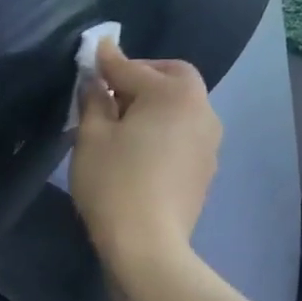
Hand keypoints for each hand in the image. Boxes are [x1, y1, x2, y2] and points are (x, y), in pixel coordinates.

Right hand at [71, 40, 221, 281]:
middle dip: (142, 77)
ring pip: (180, 107)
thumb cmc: (114, 183)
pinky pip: (183, 133)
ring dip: (154, 104)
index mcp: (174, 94)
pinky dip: (163, 129)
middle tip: (110, 90)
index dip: (107, 61)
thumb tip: (96, 79)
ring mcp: (210, 142)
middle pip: (172, 79)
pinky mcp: (206, 168)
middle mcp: (202, 110)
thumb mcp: (92, 136)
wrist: (148, 247)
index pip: (133, 67)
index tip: (91, 53)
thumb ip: (94, 99)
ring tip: (121, 121)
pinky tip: (138, 148)